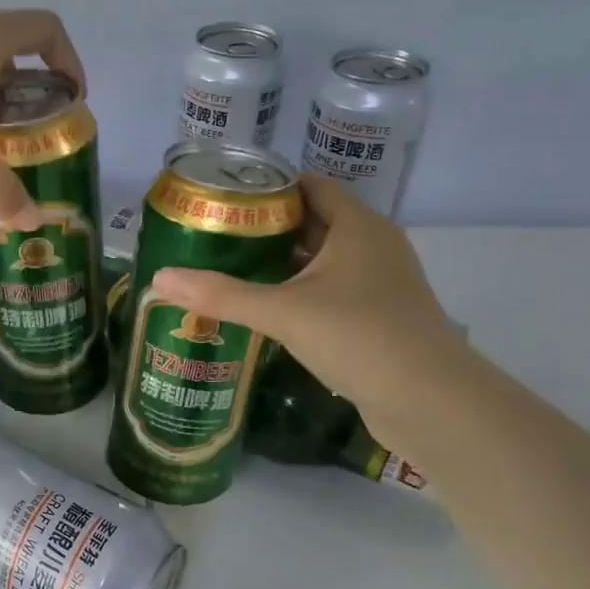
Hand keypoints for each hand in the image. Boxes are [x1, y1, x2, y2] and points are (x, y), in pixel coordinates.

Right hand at [149, 176, 471, 444]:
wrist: (430, 402)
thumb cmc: (359, 336)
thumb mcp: (283, 312)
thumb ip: (221, 295)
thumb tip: (159, 279)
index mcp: (358, 227)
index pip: (309, 186)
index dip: (268, 188)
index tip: (224, 200)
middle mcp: (374, 246)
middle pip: (313, 222)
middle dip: (267, 228)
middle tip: (216, 237)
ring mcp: (380, 283)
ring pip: (322, 260)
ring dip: (283, 264)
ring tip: (232, 270)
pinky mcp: (379, 316)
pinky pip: (332, 290)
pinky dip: (300, 292)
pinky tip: (267, 310)